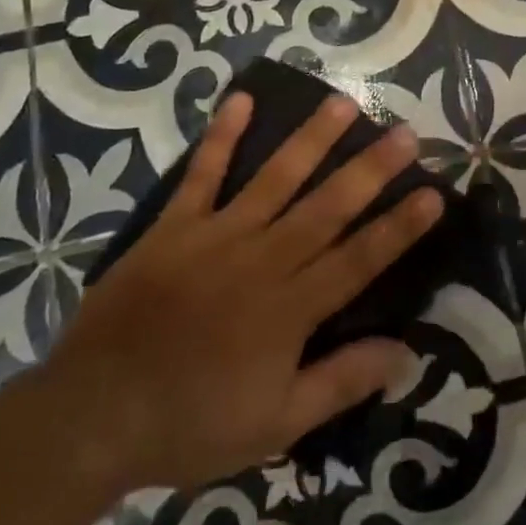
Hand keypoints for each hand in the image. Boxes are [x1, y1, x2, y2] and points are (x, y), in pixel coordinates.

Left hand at [40, 92, 440, 496]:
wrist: (92, 415)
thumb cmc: (190, 423)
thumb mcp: (276, 425)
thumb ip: (340, 382)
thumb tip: (405, 353)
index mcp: (290, 308)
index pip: (359, 259)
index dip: (399, 227)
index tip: (433, 194)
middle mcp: (262, 259)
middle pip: (327, 207)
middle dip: (370, 169)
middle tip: (405, 132)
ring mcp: (217, 236)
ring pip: (275, 178)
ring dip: (311, 139)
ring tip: (342, 104)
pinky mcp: (175, 226)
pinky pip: (202, 174)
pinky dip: (221, 137)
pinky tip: (239, 98)